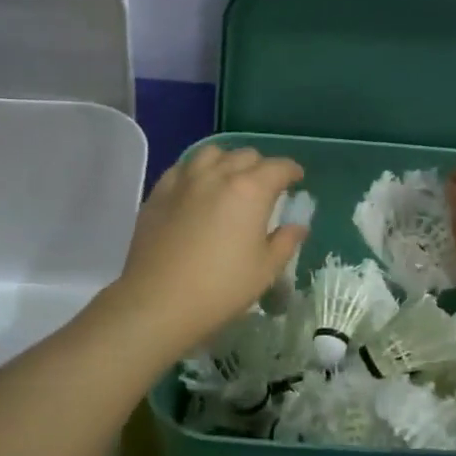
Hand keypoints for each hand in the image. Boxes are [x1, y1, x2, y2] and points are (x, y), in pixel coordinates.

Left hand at [108, 146, 307, 356]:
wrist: (158, 301)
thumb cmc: (221, 288)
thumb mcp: (265, 270)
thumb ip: (286, 241)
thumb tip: (297, 226)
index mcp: (250, 190)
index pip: (278, 167)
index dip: (292, 170)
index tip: (297, 179)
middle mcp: (217, 175)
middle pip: (245, 156)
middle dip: (261, 166)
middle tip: (265, 187)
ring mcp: (184, 181)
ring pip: (211, 154)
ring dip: (227, 162)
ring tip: (230, 180)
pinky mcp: (158, 193)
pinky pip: (182, 168)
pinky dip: (197, 171)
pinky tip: (197, 189)